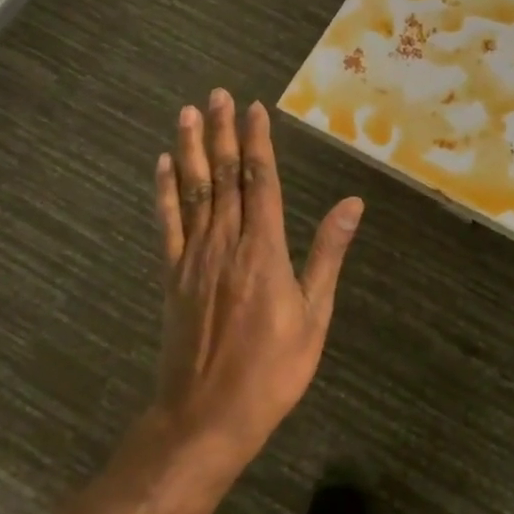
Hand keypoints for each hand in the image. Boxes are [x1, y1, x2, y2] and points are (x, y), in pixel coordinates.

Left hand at [148, 89, 363, 465]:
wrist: (205, 418)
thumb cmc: (272, 371)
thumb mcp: (313, 316)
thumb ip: (327, 254)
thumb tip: (352, 203)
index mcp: (263, 251)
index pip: (260, 182)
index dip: (257, 143)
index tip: (254, 108)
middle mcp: (225, 244)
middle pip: (224, 177)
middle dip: (221, 133)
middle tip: (217, 94)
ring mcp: (193, 259)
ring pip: (193, 192)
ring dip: (190, 150)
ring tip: (187, 113)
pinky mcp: (172, 276)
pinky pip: (167, 224)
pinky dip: (163, 192)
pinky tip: (161, 166)